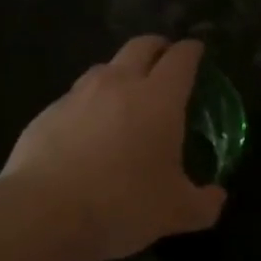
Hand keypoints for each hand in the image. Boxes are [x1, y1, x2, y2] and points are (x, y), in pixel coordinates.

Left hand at [0, 36, 226, 260]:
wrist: (44, 214)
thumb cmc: (123, 205)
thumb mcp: (176, 212)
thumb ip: (203, 203)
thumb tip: (217, 197)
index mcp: (159, 98)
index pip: (181, 58)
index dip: (192, 51)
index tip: (197, 52)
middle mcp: (119, 84)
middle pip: (141, 46)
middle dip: (158, 47)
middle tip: (166, 61)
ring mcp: (78, 95)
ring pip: (104, 67)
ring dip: (121, 73)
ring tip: (125, 97)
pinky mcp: (47, 112)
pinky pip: (75, 97)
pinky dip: (89, 104)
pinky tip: (88, 132)